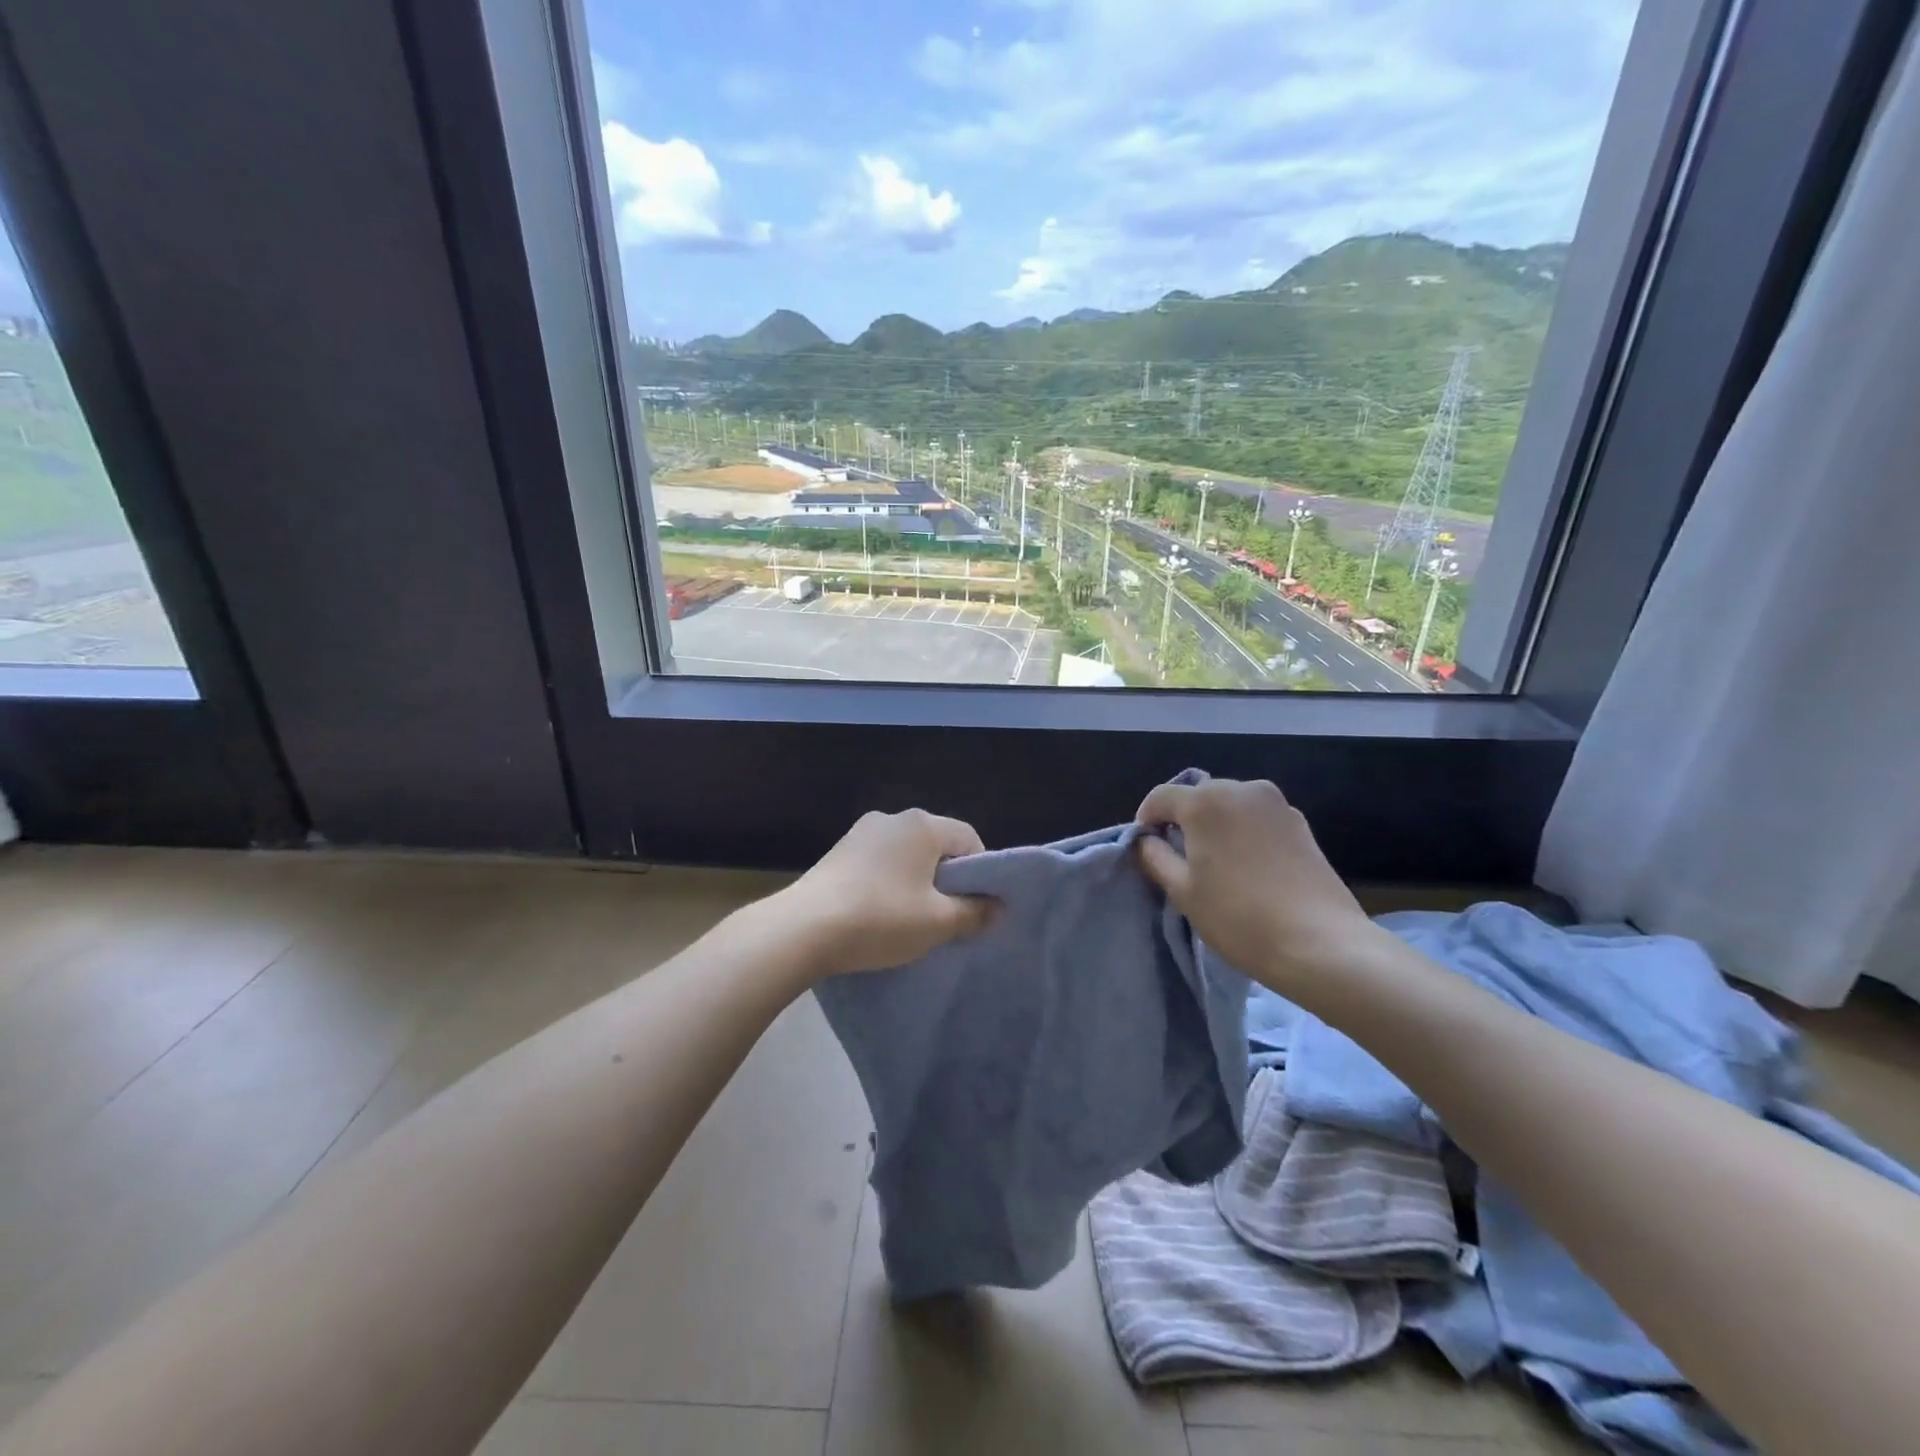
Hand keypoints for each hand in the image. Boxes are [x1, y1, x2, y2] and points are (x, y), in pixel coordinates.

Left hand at [777, 809, 994, 977]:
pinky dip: (889, 883)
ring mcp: (861, 832)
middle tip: (947, 916)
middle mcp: (892, 818)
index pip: (969, 839)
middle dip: (948, 879)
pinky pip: (879, 862)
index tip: (976, 907)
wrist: (803, 928)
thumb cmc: (881, 918)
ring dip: (917, 882)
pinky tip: (880, 913)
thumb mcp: (937, 922)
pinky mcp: (838, 852)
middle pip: (937, 845)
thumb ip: (974, 913)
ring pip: (906, 855)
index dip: (981, 873)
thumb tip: (998, 908)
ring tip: (912, 919)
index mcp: (922, 824)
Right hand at [1134, 778, 1375, 998]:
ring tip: (1217, 866)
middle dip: (1183, 821)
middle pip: (1198, 796)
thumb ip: (1155, 857)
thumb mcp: (1183, 891)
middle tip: (1181, 861)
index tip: (1147, 850)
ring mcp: (1276, 804)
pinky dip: (1244, 833)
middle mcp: (1241, 788)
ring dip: (1216, 826)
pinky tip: (1249, 869)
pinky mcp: (1300, 823)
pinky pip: (1257, 818)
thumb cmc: (1239, 917)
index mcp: (1205, 801)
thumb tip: (1146, 841)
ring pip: (1230, 806)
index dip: (1146, 821)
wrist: (1320, 943)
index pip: (1160, 797)